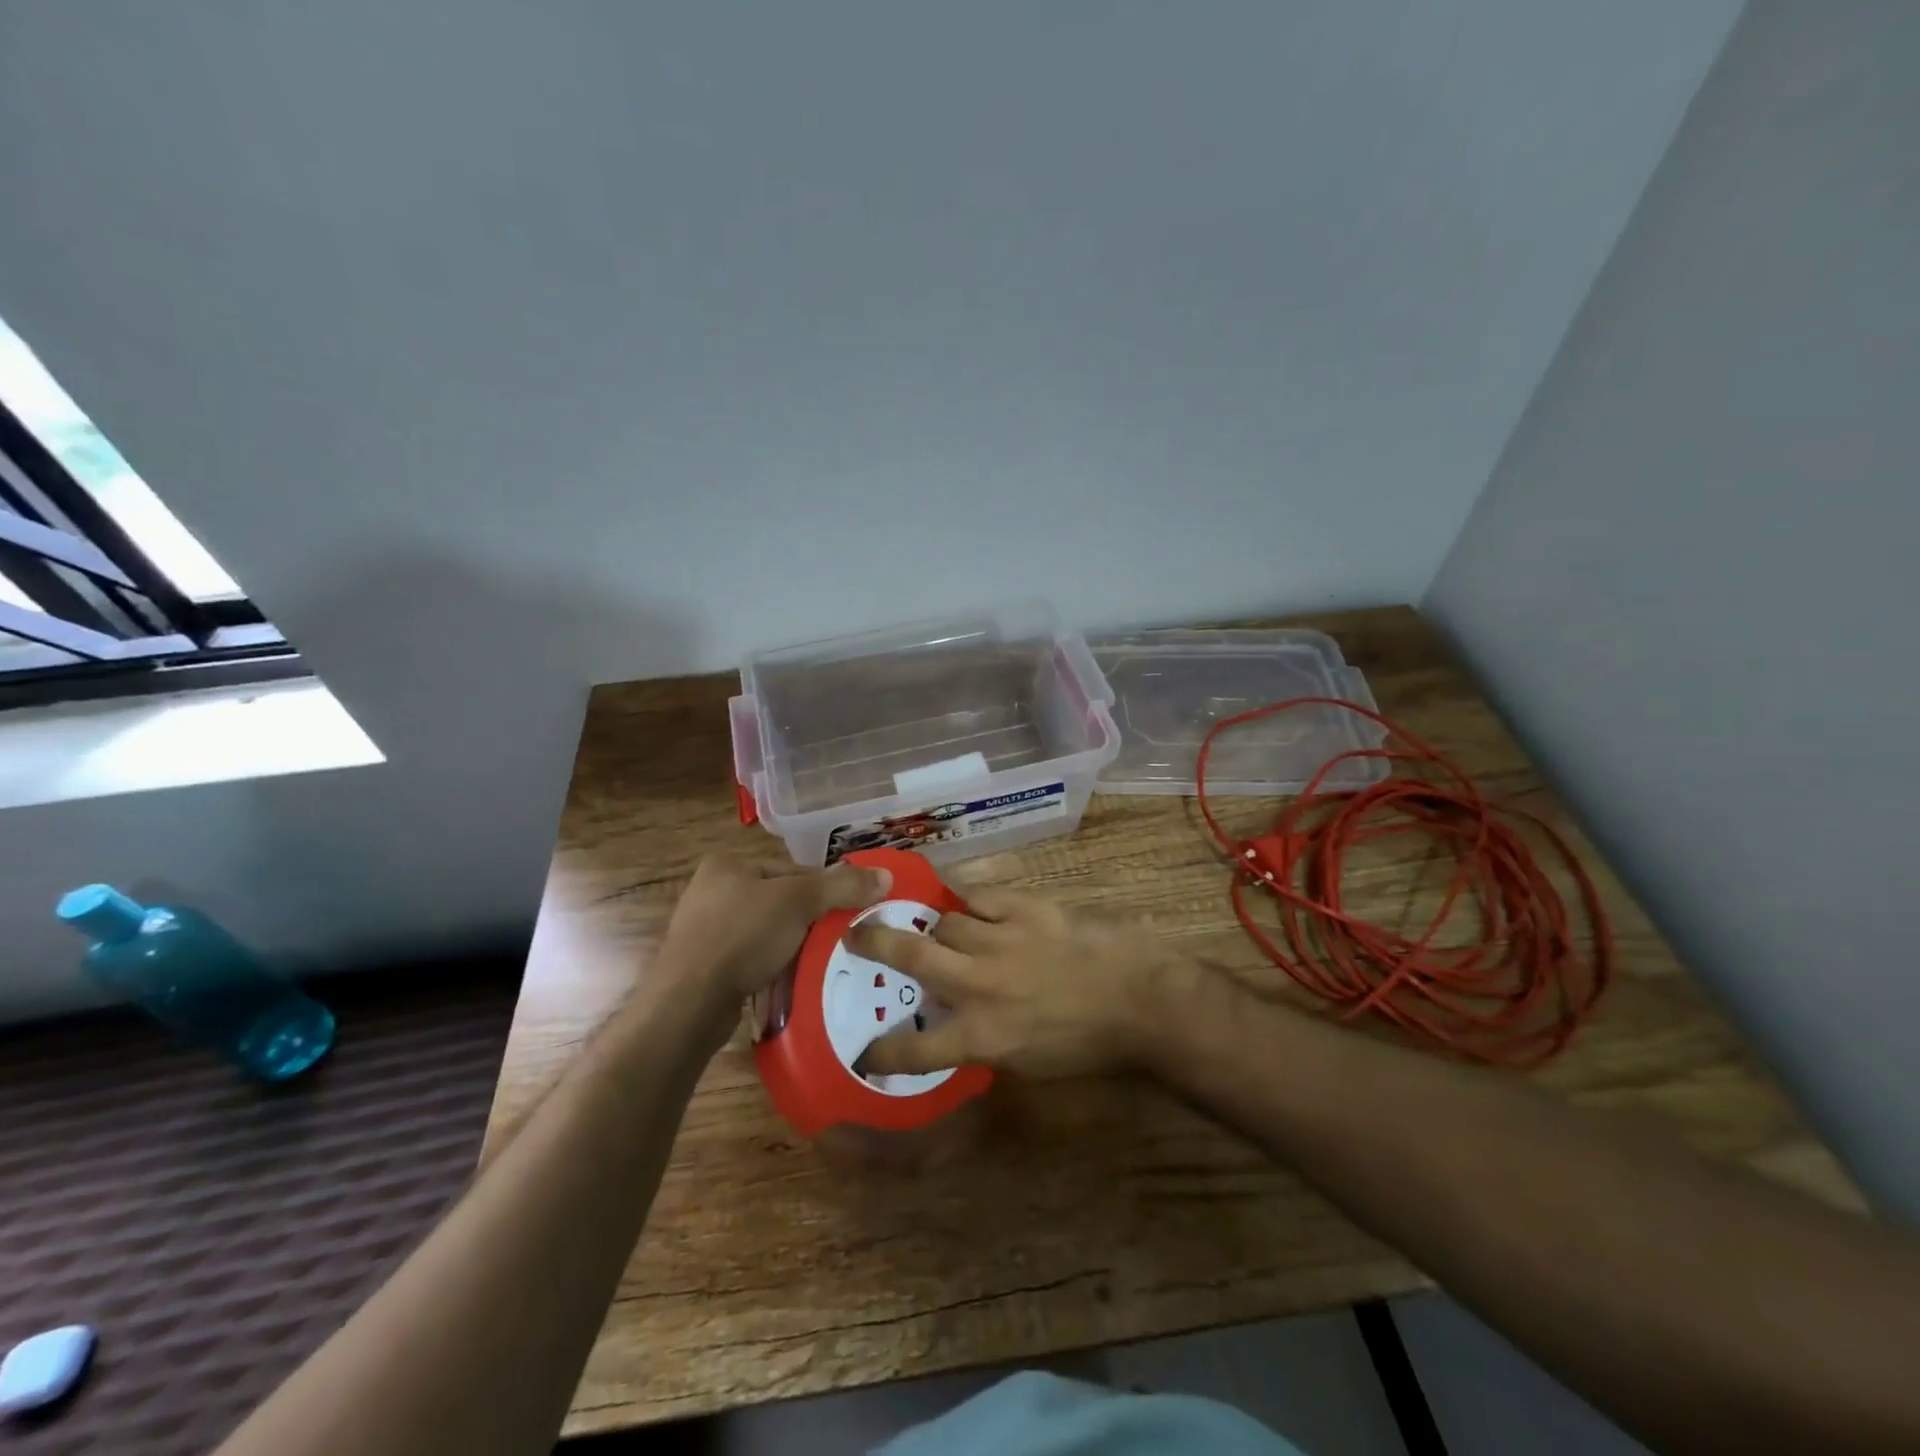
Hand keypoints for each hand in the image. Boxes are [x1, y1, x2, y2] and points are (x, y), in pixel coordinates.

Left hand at [657, 855, 890, 1004]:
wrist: (689, 1003)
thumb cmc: (742, 936)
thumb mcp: (799, 902)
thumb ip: (842, 886)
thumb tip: (886, 876)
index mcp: (729, 864)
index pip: (793, 870)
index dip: (826, 889)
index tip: (851, 912)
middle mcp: (712, 891)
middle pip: (781, 900)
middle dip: (810, 920)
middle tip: (839, 939)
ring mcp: (704, 930)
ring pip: (767, 931)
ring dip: (792, 945)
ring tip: (819, 961)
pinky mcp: (704, 965)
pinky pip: (750, 958)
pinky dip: (771, 966)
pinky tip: (789, 980)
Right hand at [850, 887, 1187, 1078]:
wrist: (1140, 1000)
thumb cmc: (1088, 1043)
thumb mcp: (1029, 1061)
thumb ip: (984, 1040)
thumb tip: (956, 1022)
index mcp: (981, 1036)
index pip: (915, 1048)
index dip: (882, 1050)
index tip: (864, 1051)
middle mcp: (980, 984)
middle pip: (910, 955)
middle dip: (873, 943)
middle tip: (854, 934)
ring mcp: (1000, 940)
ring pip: (944, 920)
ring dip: (936, 926)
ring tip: (936, 926)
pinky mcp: (1025, 907)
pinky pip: (978, 894)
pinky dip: (965, 898)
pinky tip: (960, 896)